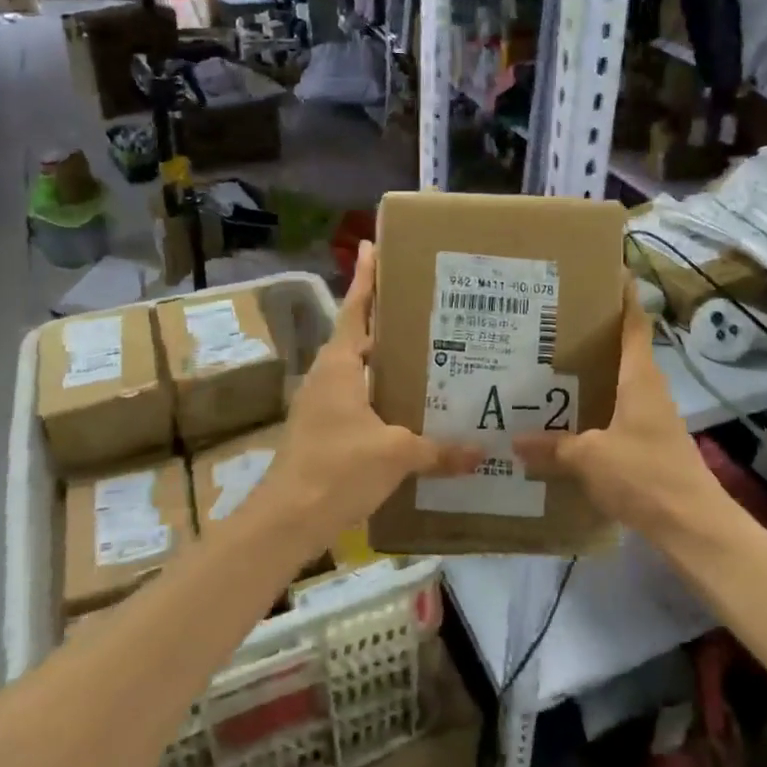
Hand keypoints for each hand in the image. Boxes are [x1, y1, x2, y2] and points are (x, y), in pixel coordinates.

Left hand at [265, 242, 481, 546]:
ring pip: (358, 371)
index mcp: (339, 366)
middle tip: (424, 307)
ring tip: (424, 354)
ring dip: (384, 361)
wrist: (286, 520)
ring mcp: (321, 405)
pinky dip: (380, 394)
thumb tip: (481, 453)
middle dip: (385, 320)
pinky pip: (357, 399)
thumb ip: (438, 450)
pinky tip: (407, 407)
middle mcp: (327, 377)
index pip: (355, 310)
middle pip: (358, 337)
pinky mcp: (322, 431)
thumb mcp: (395, 454)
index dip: (366, 279)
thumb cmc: (337, 469)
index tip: (372, 247)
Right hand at [515, 283, 732, 545]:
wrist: (692, 525)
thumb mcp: (590, 458)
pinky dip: (595, 408)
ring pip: (618, 383)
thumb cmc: (644, 475)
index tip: (606, 272)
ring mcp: (652, 417)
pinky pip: (617, 413)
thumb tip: (515, 442)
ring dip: (591, 374)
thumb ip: (554, 447)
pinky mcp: (649, 443)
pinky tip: (567, 420)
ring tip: (549, 368)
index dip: (624, 296)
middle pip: (622, 350)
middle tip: (551, 324)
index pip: (634, 323)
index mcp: (639, 377)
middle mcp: (648, 389)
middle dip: (592, 335)